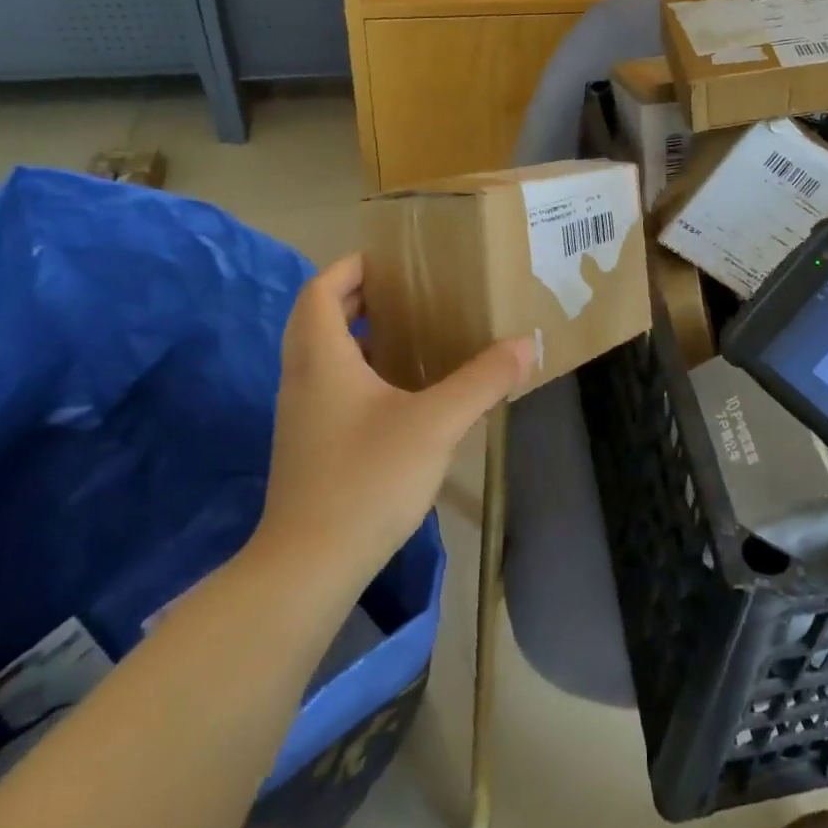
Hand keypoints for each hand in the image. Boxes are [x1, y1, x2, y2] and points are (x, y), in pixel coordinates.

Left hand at [249, 254, 532, 583]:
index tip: (389, 259)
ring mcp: (301, 415)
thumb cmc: (367, 480)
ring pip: (321, 354)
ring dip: (356, 334)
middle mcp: (302, 378)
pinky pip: (328, 386)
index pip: (321, 290)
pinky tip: (398, 392)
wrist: (307, 568)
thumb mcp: (436, 424)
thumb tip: (527, 344)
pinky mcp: (308, 446)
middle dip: (356, 296)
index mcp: (322, 358)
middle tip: (405, 291)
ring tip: (407, 332)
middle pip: (317, 318)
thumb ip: (482, 380)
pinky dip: (357, 370)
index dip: (350, 267)